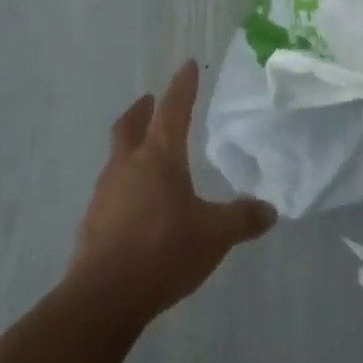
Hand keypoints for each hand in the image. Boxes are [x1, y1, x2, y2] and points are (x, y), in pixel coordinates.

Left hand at [69, 61, 276, 321]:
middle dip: (143, 110)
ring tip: (148, 156)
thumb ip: (243, 219)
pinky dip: (126, 185)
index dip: (183, 86)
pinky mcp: (92, 223)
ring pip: (118, 157)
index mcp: (159, 157)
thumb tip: (269, 211)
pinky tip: (138, 205)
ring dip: (131, 147)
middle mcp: (128, 166)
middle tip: (151, 101)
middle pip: (130, 125)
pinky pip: (112, 191)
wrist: (103, 298)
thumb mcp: (215, 235)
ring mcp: (105, 194)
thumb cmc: (164, 251)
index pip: (174, 109)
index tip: (187, 65)